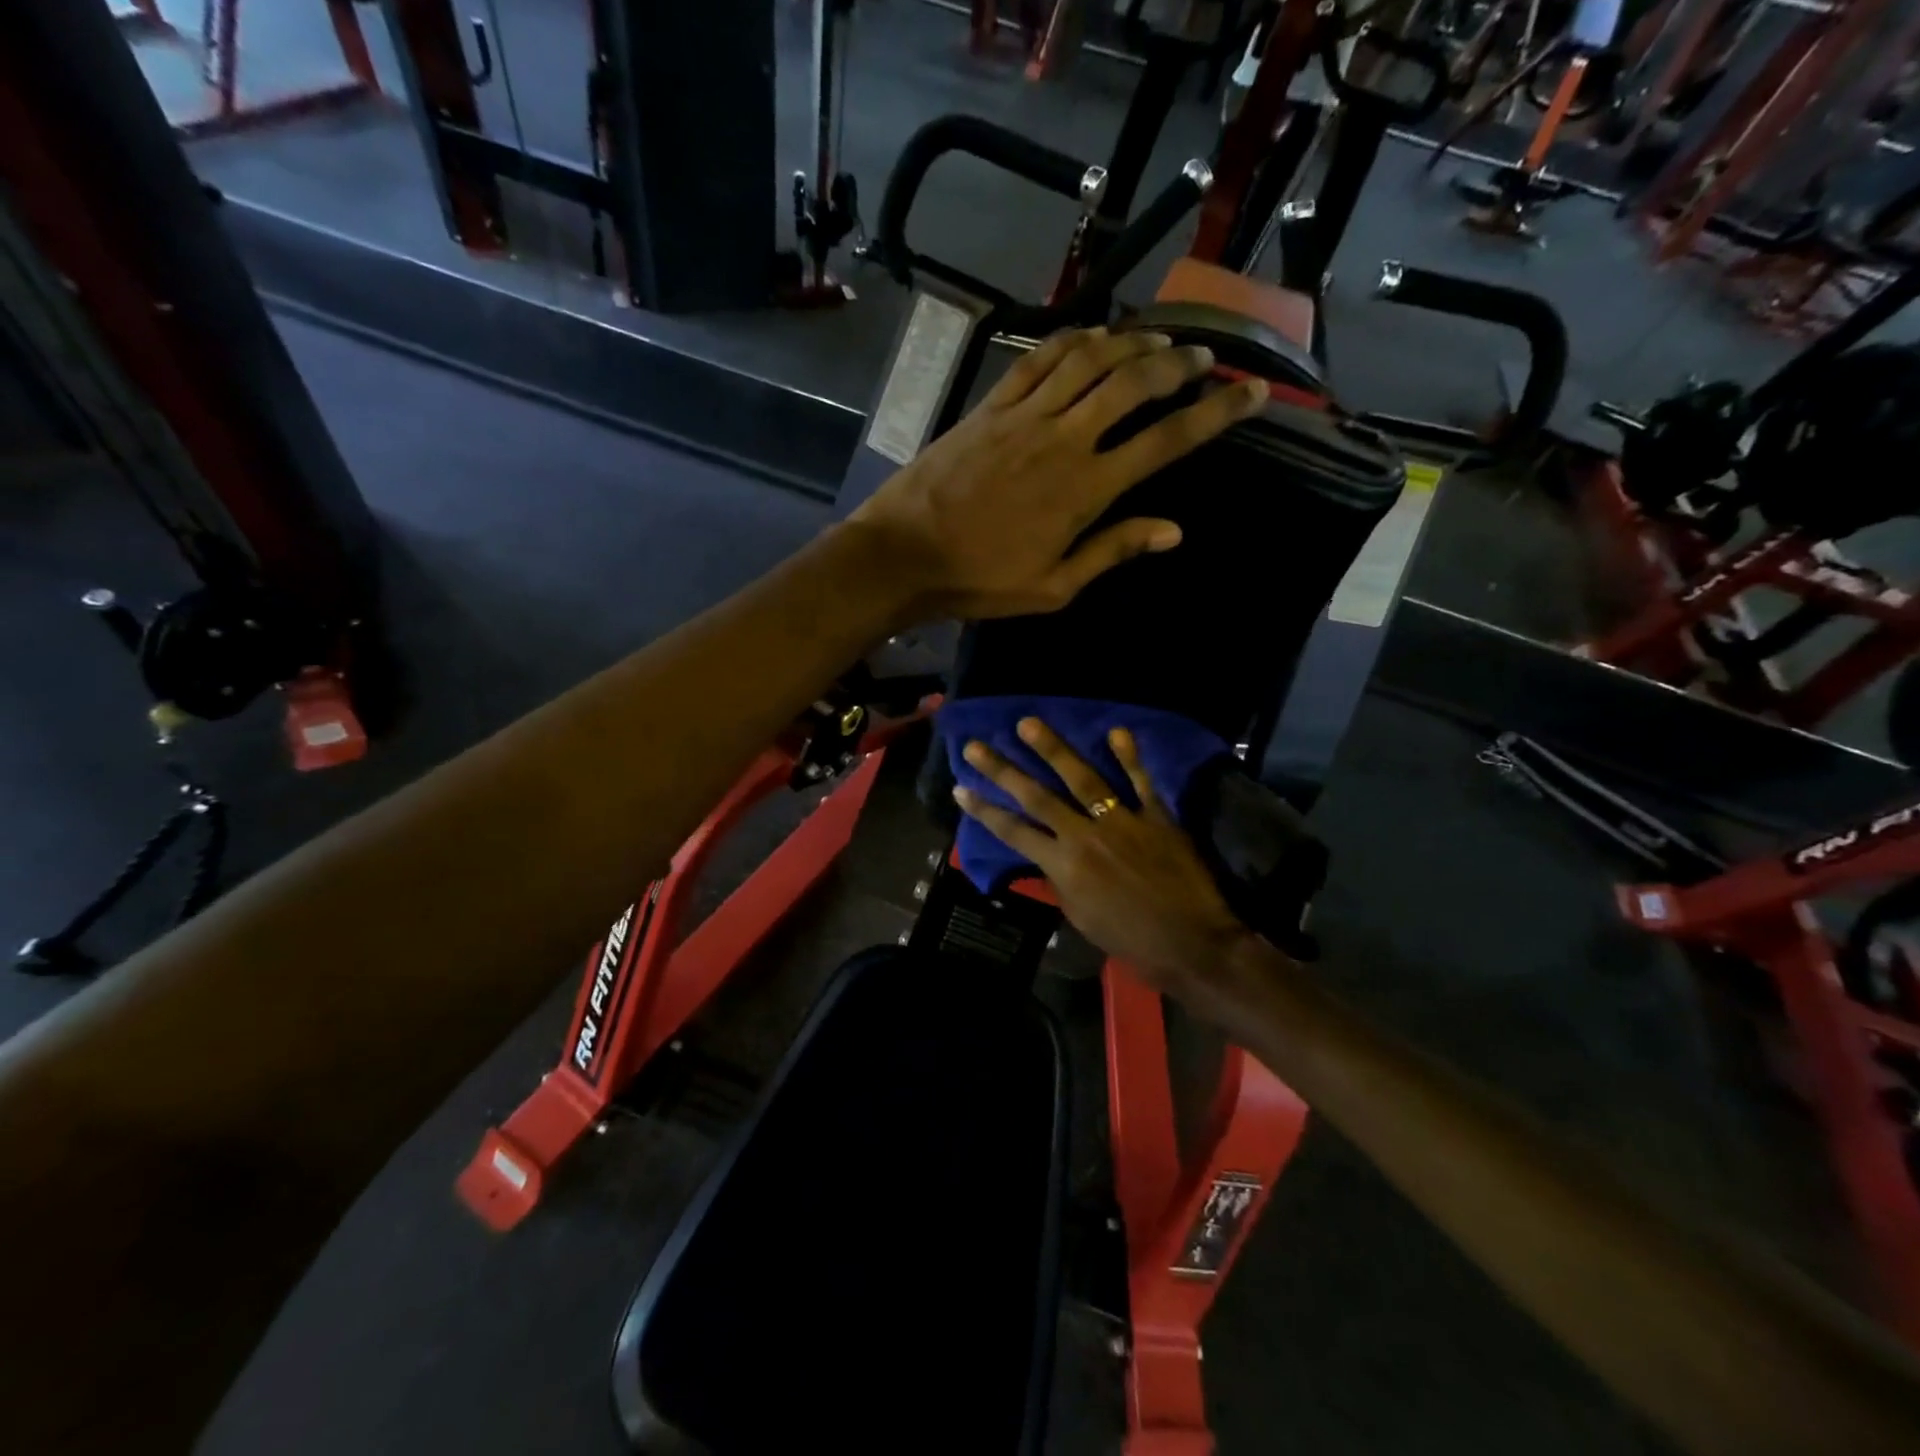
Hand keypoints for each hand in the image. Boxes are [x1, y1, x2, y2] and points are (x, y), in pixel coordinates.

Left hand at [850, 328, 1267, 621]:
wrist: (904, 556)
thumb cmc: (980, 582)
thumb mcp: (1053, 587)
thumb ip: (1113, 551)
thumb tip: (1174, 530)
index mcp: (1086, 489)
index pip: (1166, 441)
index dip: (1215, 414)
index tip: (1252, 392)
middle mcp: (1064, 439)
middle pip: (1134, 383)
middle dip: (1179, 365)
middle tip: (1205, 359)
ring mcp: (1024, 416)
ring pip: (1091, 360)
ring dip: (1132, 343)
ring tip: (1160, 339)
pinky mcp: (991, 406)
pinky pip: (1039, 359)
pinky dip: (1073, 340)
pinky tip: (1094, 335)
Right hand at [952, 717, 1259, 1000]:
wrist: (1193, 943)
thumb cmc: (1132, 940)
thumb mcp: (1082, 918)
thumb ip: (1059, 883)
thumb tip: (1046, 858)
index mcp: (1064, 865)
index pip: (1013, 831)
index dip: (984, 810)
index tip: (961, 788)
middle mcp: (1085, 835)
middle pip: (1037, 796)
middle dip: (1003, 770)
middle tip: (976, 745)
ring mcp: (1122, 821)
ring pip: (1083, 778)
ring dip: (1053, 749)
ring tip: (1028, 723)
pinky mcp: (1157, 817)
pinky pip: (1141, 782)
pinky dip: (1130, 757)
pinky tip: (1116, 731)